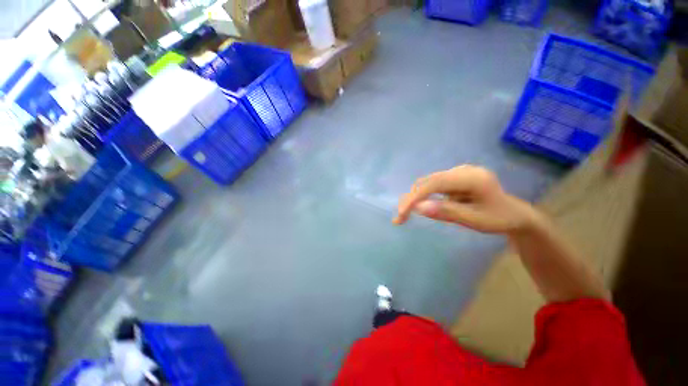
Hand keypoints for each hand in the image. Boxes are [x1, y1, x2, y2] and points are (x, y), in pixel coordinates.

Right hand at [393, 165, 537, 234]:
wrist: (514, 214)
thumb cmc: (498, 219)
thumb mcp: (474, 220)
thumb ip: (446, 212)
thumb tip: (418, 207)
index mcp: (472, 178)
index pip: (435, 183)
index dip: (416, 196)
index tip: (402, 213)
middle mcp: (462, 170)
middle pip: (428, 181)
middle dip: (411, 199)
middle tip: (400, 218)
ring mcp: (457, 172)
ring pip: (428, 183)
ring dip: (414, 198)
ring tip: (405, 214)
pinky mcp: (453, 178)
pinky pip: (433, 185)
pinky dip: (422, 197)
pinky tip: (419, 206)